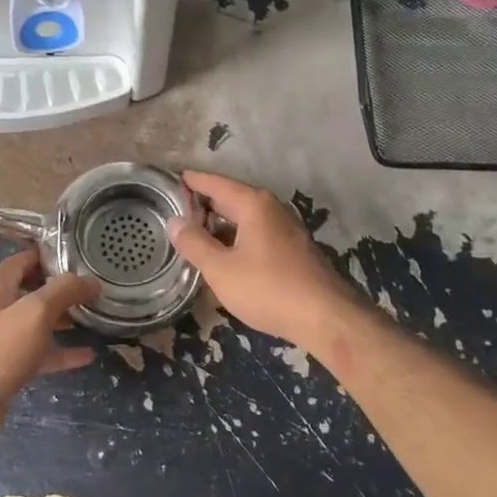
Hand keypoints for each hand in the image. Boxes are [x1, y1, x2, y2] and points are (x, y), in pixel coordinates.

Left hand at [0, 250, 101, 430]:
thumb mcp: (35, 312)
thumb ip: (64, 291)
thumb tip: (91, 280)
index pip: (28, 258)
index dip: (56, 256)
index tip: (86, 259)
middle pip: (34, 289)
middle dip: (63, 289)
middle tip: (95, 289)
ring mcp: (0, 337)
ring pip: (37, 322)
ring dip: (63, 319)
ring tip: (95, 318)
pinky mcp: (5, 365)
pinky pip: (37, 351)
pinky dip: (60, 351)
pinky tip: (87, 355)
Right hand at [166, 170, 368, 353]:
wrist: (325, 317)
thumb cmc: (268, 288)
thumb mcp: (221, 269)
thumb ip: (194, 243)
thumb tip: (174, 222)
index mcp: (253, 204)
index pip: (215, 183)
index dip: (192, 181)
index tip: (170, 179)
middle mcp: (272, 208)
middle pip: (231, 198)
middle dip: (204, 203)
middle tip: (174, 208)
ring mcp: (286, 228)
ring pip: (245, 218)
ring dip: (220, 223)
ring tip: (193, 232)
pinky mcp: (293, 249)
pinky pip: (257, 233)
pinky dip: (236, 236)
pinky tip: (224, 254)